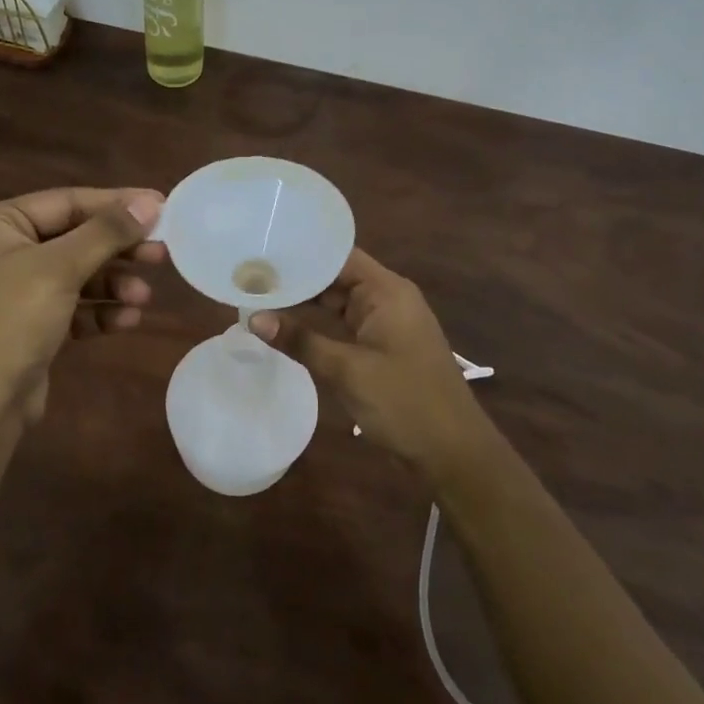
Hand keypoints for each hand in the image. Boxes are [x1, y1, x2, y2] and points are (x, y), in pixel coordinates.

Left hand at [0, 187, 165, 429]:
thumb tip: (149, 203)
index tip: (162, 208)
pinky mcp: (30, 326)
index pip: (67, 201)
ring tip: (145, 297)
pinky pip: (73, 307)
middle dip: (119, 248)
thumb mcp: (59, 269)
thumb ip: (106, 232)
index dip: (117, 203)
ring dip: (113, 284)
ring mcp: (15, 291)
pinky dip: (100, 311)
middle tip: (162, 253)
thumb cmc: (9, 323)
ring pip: (78, 274)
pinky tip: (128, 320)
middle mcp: (3, 251)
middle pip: (75, 237)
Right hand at [250, 248, 485, 471]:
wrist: (453, 453)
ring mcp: (385, 324)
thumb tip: (253, 318)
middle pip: (336, 276)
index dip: (302, 252)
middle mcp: (387, 299)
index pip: (338, 256)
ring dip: (304, 302)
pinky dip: (318, 325)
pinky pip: (344, 325)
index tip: (262, 249)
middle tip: (249, 274)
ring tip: (258, 295)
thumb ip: (301, 341)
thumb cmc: (405, 403)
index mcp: (387, 291)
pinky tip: (286, 326)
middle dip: (296, 277)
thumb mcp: (347, 370)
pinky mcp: (381, 348)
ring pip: (338, 302)